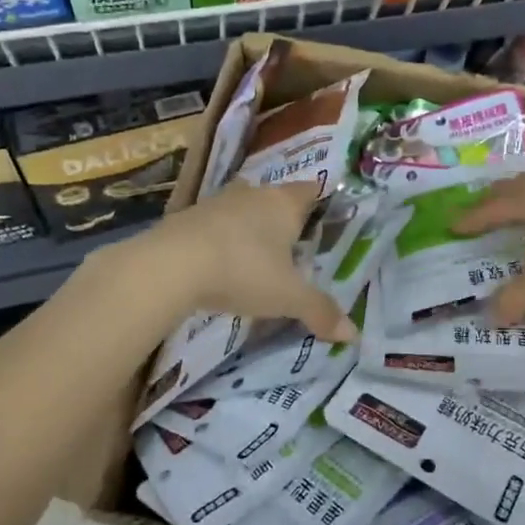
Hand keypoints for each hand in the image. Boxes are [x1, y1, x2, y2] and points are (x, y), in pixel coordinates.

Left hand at [121, 180, 357, 342]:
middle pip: (274, 197)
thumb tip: (353, 334)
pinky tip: (219, 263)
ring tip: (255, 256)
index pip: (310, 190)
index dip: (319, 202)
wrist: (170, 265)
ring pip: (241, 208)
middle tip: (292, 245)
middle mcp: (252, 195)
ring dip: (248, 227)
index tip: (324, 219)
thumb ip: (320, 311)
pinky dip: (220, 239)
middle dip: (283, 217)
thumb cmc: (243, 271)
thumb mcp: (287, 298)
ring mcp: (216, 203)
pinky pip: (213, 224)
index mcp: (283, 204)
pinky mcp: (186, 218)